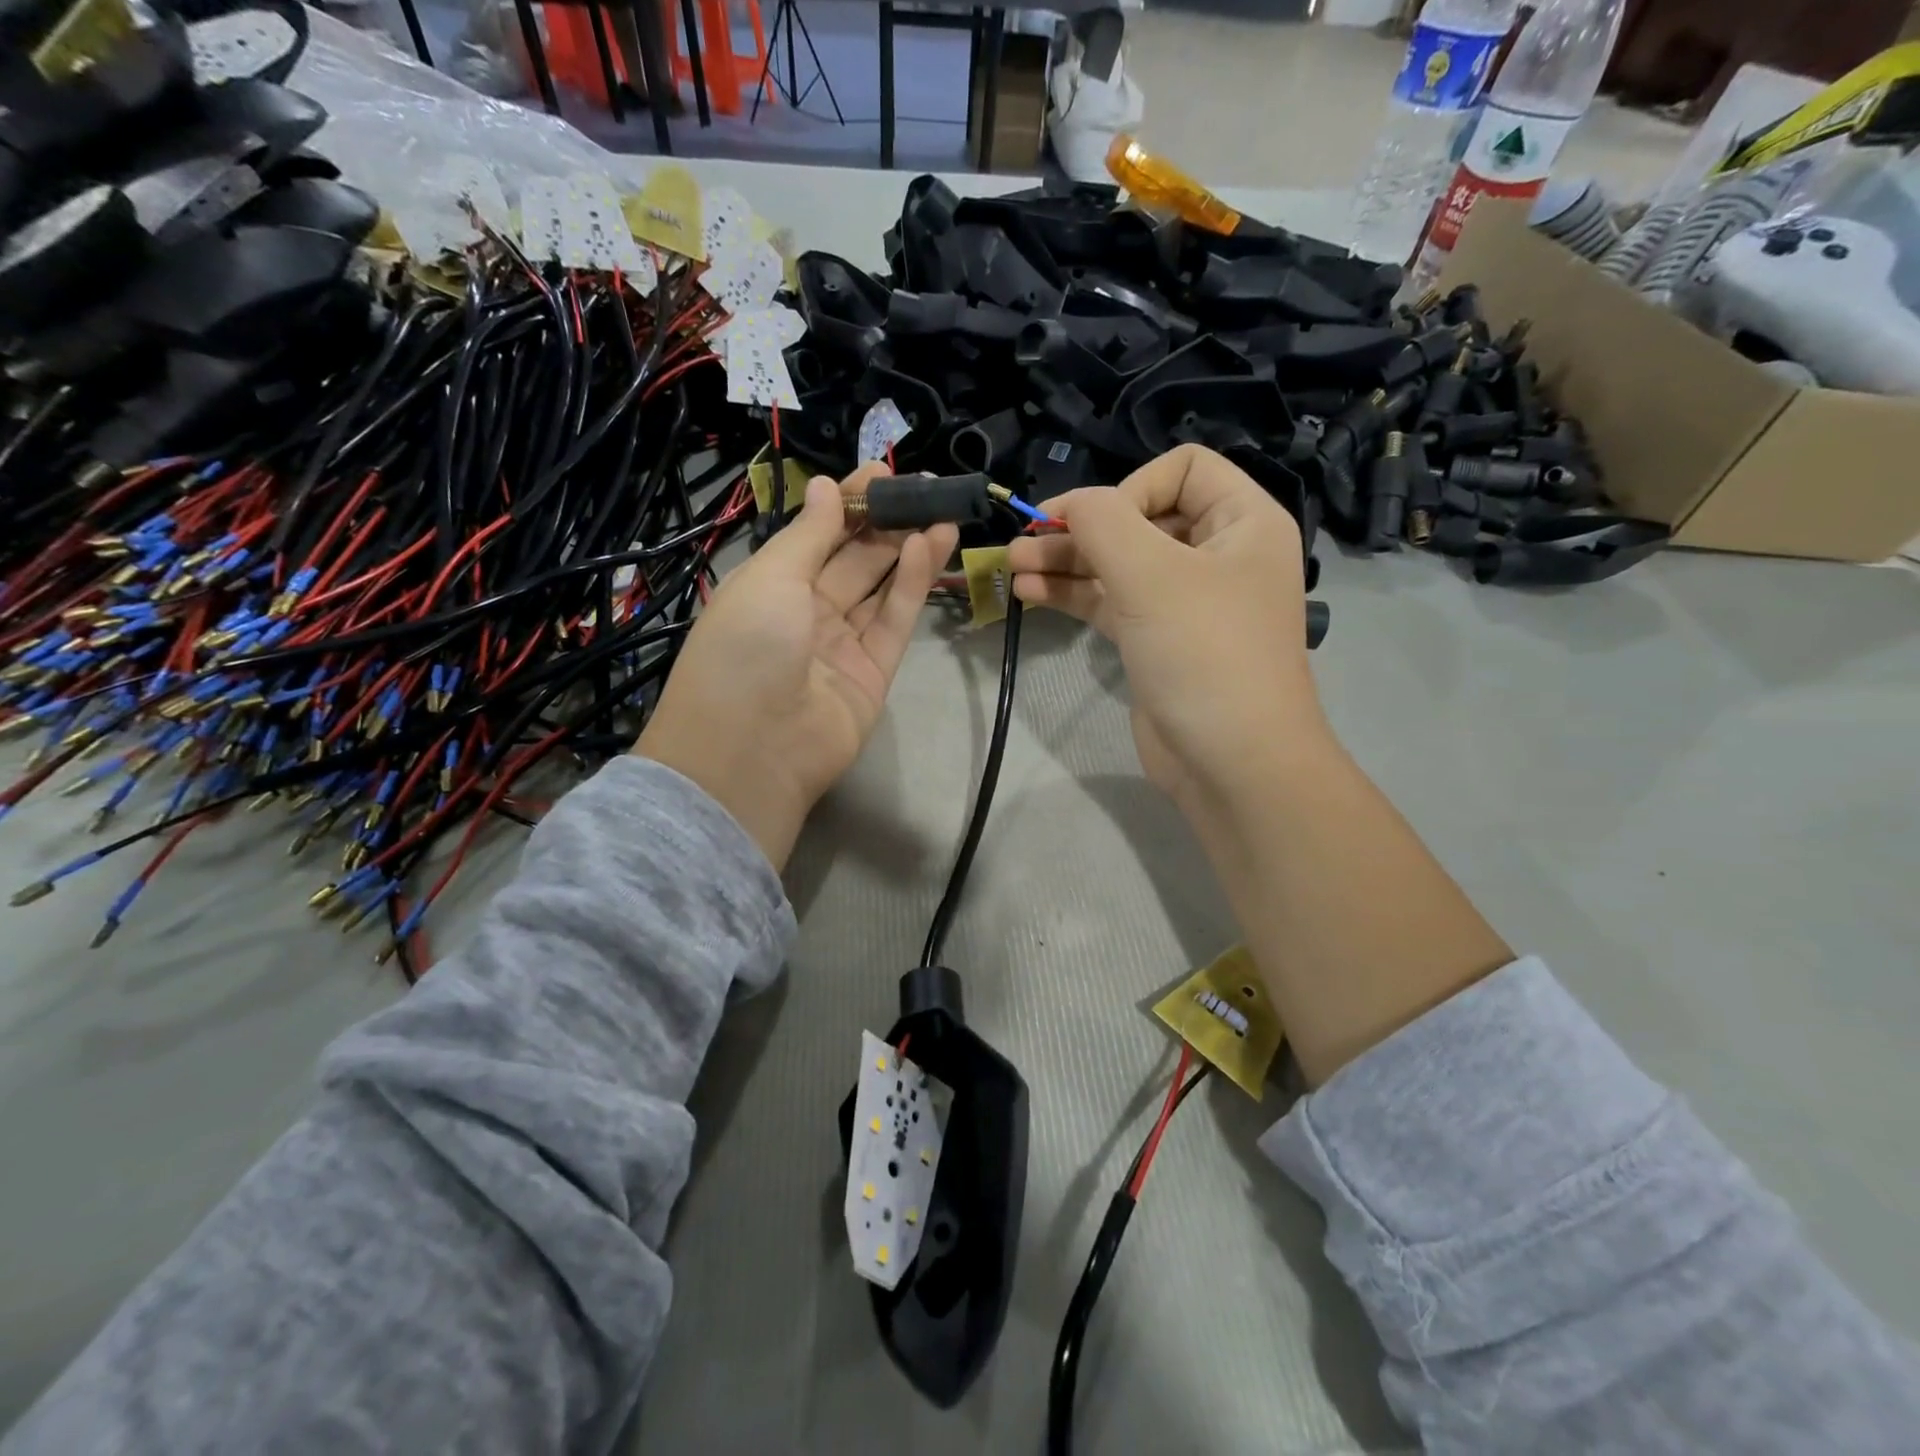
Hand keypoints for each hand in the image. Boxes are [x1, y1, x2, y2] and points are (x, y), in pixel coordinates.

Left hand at [637, 463, 957, 870]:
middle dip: (885, 522)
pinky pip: (893, 621)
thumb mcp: (770, 578)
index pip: (815, 535)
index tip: (881, 470)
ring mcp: (841, 644)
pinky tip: (929, 547)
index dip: (847, 502)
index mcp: (769, 586)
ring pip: (880, 588)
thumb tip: (828, 486)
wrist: (754, 749)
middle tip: (924, 488)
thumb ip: (808, 534)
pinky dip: (911, 585)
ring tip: (941, 512)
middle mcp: (805, 612)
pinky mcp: (874, 672)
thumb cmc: (746, 647)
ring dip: (908, 549)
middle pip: (852, 559)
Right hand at [1005, 445, 1329, 813]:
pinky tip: (1029, 592)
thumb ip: (1104, 523)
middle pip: (1140, 518)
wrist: (1232, 762)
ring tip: (1013, 563)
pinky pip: (1112, 602)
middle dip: (1081, 528)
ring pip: (1119, 563)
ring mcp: (1185, 601)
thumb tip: (1072, 504)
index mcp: (1242, 523)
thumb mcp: (1152, 575)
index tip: (1097, 526)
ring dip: (1067, 560)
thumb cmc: (1204, 654)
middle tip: (1024, 541)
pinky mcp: (1157, 640)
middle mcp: (1217, 555)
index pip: (1182, 470)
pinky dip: (1073, 594)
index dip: (1131, 487)